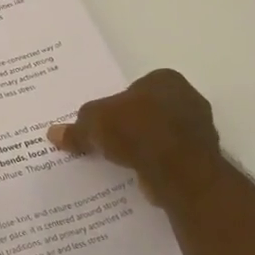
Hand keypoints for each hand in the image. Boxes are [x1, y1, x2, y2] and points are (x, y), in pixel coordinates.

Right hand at [47, 68, 223, 206]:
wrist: (181, 172)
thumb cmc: (138, 131)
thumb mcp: (94, 124)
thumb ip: (76, 128)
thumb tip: (53, 133)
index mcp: (165, 79)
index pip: (133, 89)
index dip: (115, 105)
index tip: (102, 123)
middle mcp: (187, 99)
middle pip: (147, 112)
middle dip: (130, 126)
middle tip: (107, 142)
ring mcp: (198, 130)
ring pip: (160, 136)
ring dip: (143, 148)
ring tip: (120, 162)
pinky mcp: (201, 159)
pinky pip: (170, 159)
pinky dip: (155, 166)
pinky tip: (139, 175)